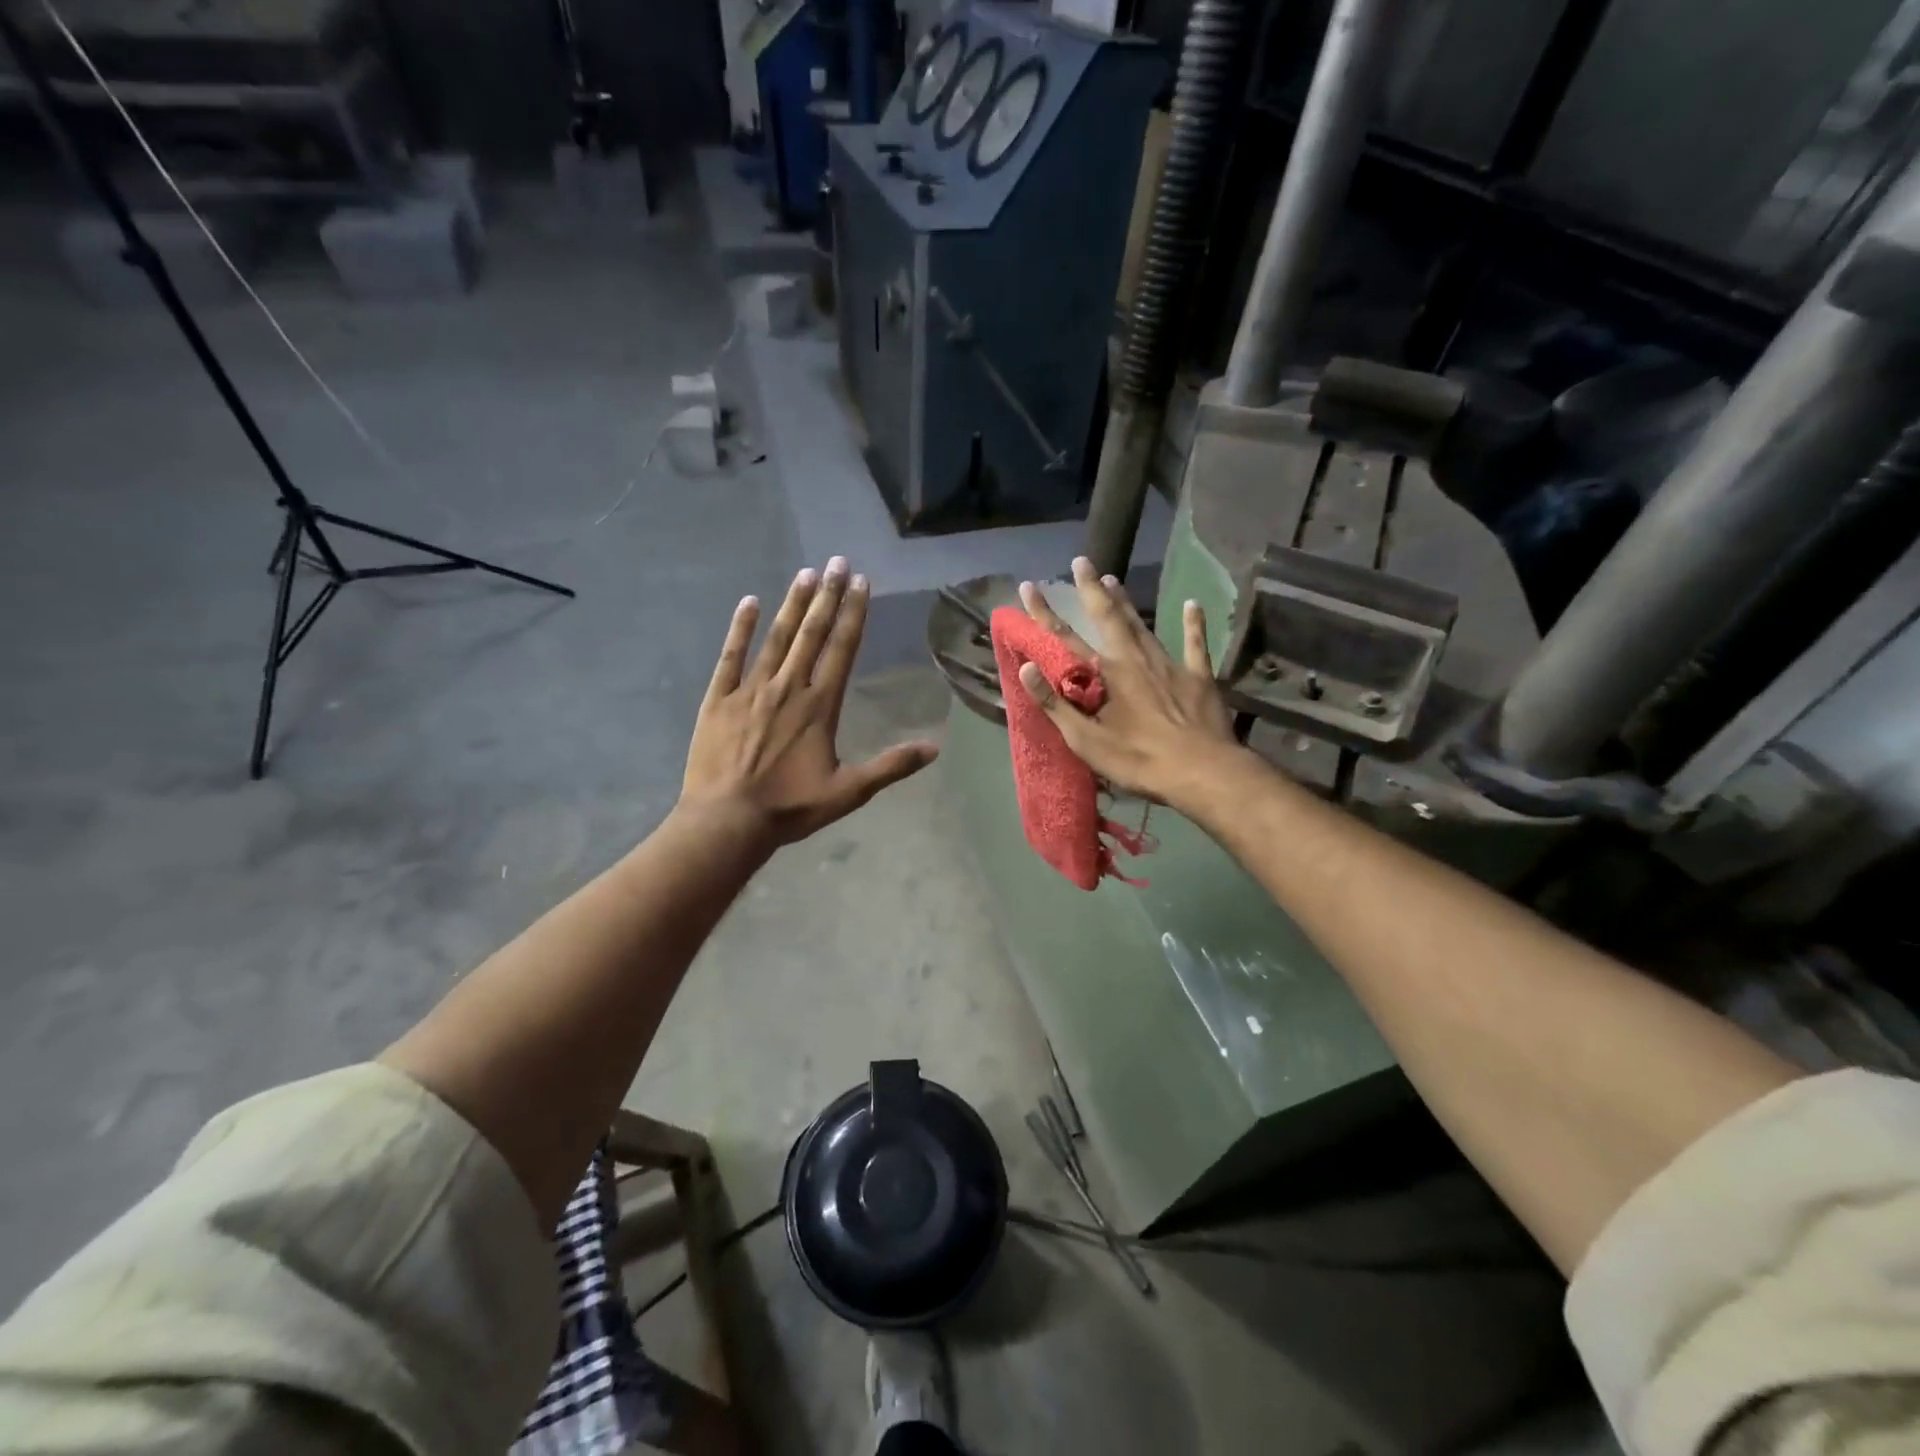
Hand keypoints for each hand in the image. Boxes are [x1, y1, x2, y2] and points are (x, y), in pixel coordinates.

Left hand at [681, 558, 938, 846]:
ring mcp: (750, 690)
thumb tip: (934, 748)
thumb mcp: (849, 792)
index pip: (841, 649)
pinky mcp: (719, 699)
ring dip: (793, 604)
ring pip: (776, 638)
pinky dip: (740, 628)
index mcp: (819, 706)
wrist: (727, 821)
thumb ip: (891, 766)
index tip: (861, 583)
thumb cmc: (790, 808)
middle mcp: (787, 688)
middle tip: (837, 561)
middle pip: (811, 634)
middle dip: (827, 595)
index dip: (853, 614)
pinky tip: (749, 602)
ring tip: (806, 573)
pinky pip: (731, 656)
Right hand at [1016, 557, 1238, 809]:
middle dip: (1091, 589)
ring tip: (1114, 578)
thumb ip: (1055, 704)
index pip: (1066, 638)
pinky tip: (1192, 604)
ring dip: (1126, 601)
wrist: (1201, 771)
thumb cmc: (1138, 760)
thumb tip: (1026, 668)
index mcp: (1106, 676)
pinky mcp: (1198, 676)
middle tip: (1081, 560)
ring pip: (1142, 625)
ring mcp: (1169, 665)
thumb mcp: (1086, 740)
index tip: (1028, 587)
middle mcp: (1134, 660)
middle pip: (1108, 617)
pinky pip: (1194, 644)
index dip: (1044, 613)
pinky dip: (1193, 624)